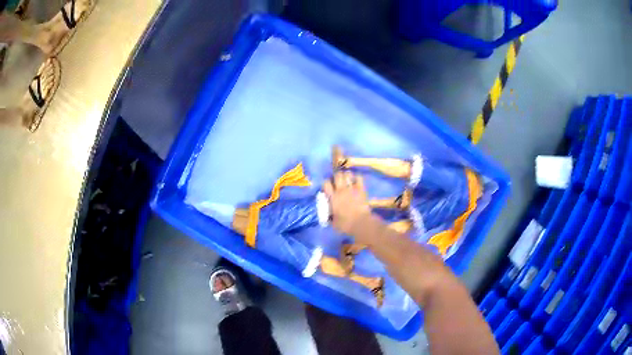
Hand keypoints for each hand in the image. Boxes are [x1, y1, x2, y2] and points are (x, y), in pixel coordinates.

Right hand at [323, 171, 372, 234]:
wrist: (360, 223)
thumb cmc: (345, 224)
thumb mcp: (334, 223)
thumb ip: (330, 218)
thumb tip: (329, 217)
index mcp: (333, 197)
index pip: (326, 183)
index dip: (327, 182)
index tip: (328, 186)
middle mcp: (341, 190)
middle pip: (337, 175)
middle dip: (337, 176)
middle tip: (339, 180)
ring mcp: (352, 189)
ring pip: (347, 174)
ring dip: (347, 175)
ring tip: (348, 179)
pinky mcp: (361, 189)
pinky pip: (359, 178)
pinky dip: (357, 177)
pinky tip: (356, 180)